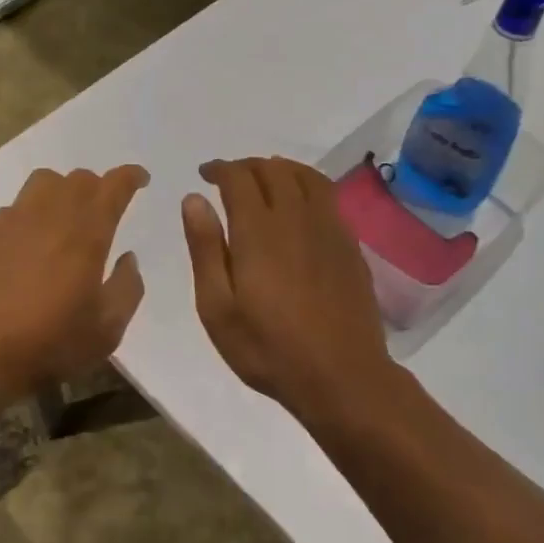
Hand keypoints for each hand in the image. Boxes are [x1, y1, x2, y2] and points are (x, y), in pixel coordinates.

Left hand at [0, 164, 148, 402]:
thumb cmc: (47, 343)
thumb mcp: (106, 330)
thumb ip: (127, 289)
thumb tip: (128, 259)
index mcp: (87, 231)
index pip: (114, 185)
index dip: (130, 177)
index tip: (140, 178)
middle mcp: (49, 213)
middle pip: (78, 178)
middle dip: (96, 186)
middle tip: (102, 207)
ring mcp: (10, 219)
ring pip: (42, 183)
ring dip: (60, 191)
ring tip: (62, 216)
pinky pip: (12, 209)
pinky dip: (26, 216)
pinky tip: (23, 244)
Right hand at [182, 157, 393, 415]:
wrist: (341, 376)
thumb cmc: (268, 347)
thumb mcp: (217, 307)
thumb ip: (205, 248)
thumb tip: (194, 199)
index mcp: (258, 230)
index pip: (238, 177)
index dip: (219, 168)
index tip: (205, 174)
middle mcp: (296, 217)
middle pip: (272, 169)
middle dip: (246, 166)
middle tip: (229, 178)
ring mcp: (328, 228)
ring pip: (305, 176)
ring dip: (279, 168)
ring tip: (264, 180)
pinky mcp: (349, 244)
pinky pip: (327, 195)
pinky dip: (305, 184)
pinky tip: (298, 204)